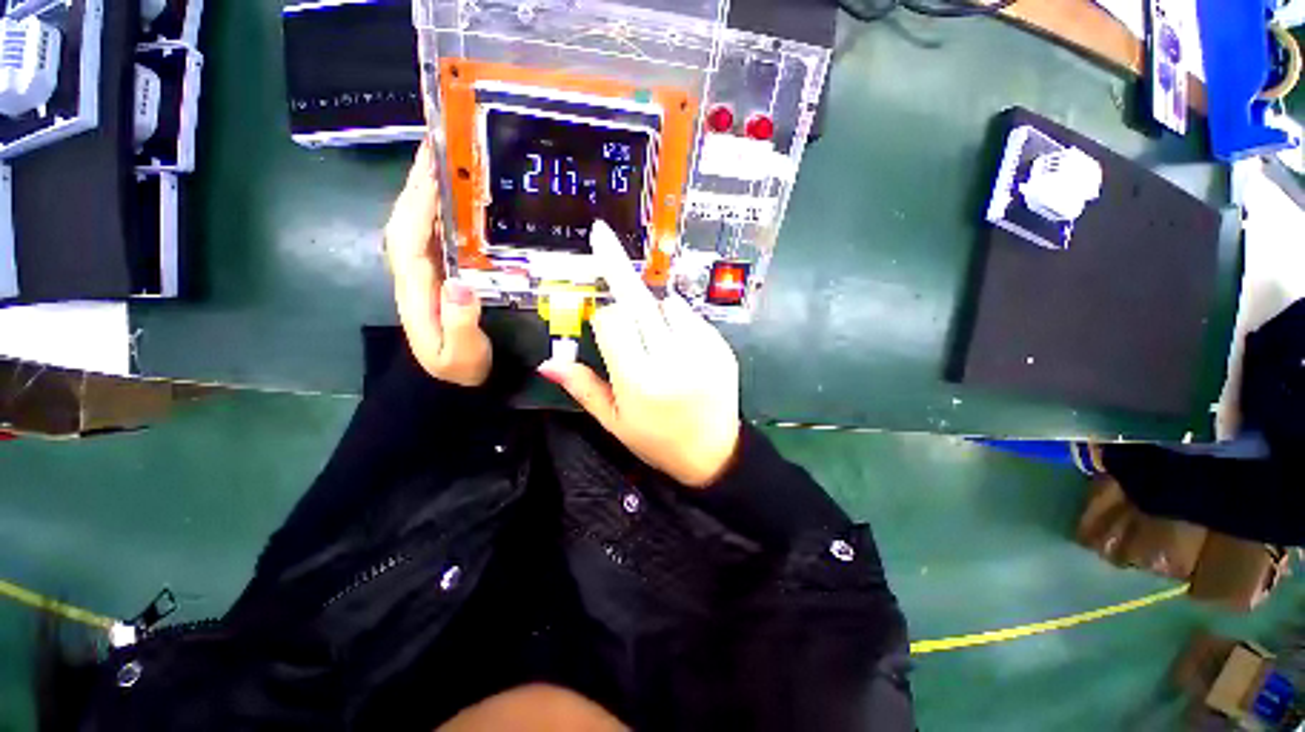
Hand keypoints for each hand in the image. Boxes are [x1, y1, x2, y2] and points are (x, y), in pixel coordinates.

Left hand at [384, 142, 490, 386]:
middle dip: (418, 182)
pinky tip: (453, 200)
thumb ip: (460, 321)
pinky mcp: (436, 275)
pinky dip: (437, 212)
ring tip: (443, 162)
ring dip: (424, 191)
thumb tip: (461, 283)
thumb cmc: (457, 368)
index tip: (434, 167)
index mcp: (415, 288)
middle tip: (439, 148)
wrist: (448, 381)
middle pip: (406, 220)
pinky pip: (432, 235)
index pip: (410, 236)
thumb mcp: (462, 352)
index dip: (419, 200)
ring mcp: (423, 273)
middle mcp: (413, 274)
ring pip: (415, 223)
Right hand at [538, 221, 741, 487]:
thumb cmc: (657, 442)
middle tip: (600, 234)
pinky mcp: (722, 347)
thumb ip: (583, 388)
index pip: (611, 322)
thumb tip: (547, 364)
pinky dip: (680, 322)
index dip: (603, 317)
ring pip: (668, 304)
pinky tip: (681, 348)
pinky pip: (692, 317)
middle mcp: (671, 360)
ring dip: (655, 311)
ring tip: (658, 340)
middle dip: (617, 267)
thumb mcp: (615, 423)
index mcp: (639, 381)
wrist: (713, 454)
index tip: (603, 323)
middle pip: (638, 300)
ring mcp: (702, 351)